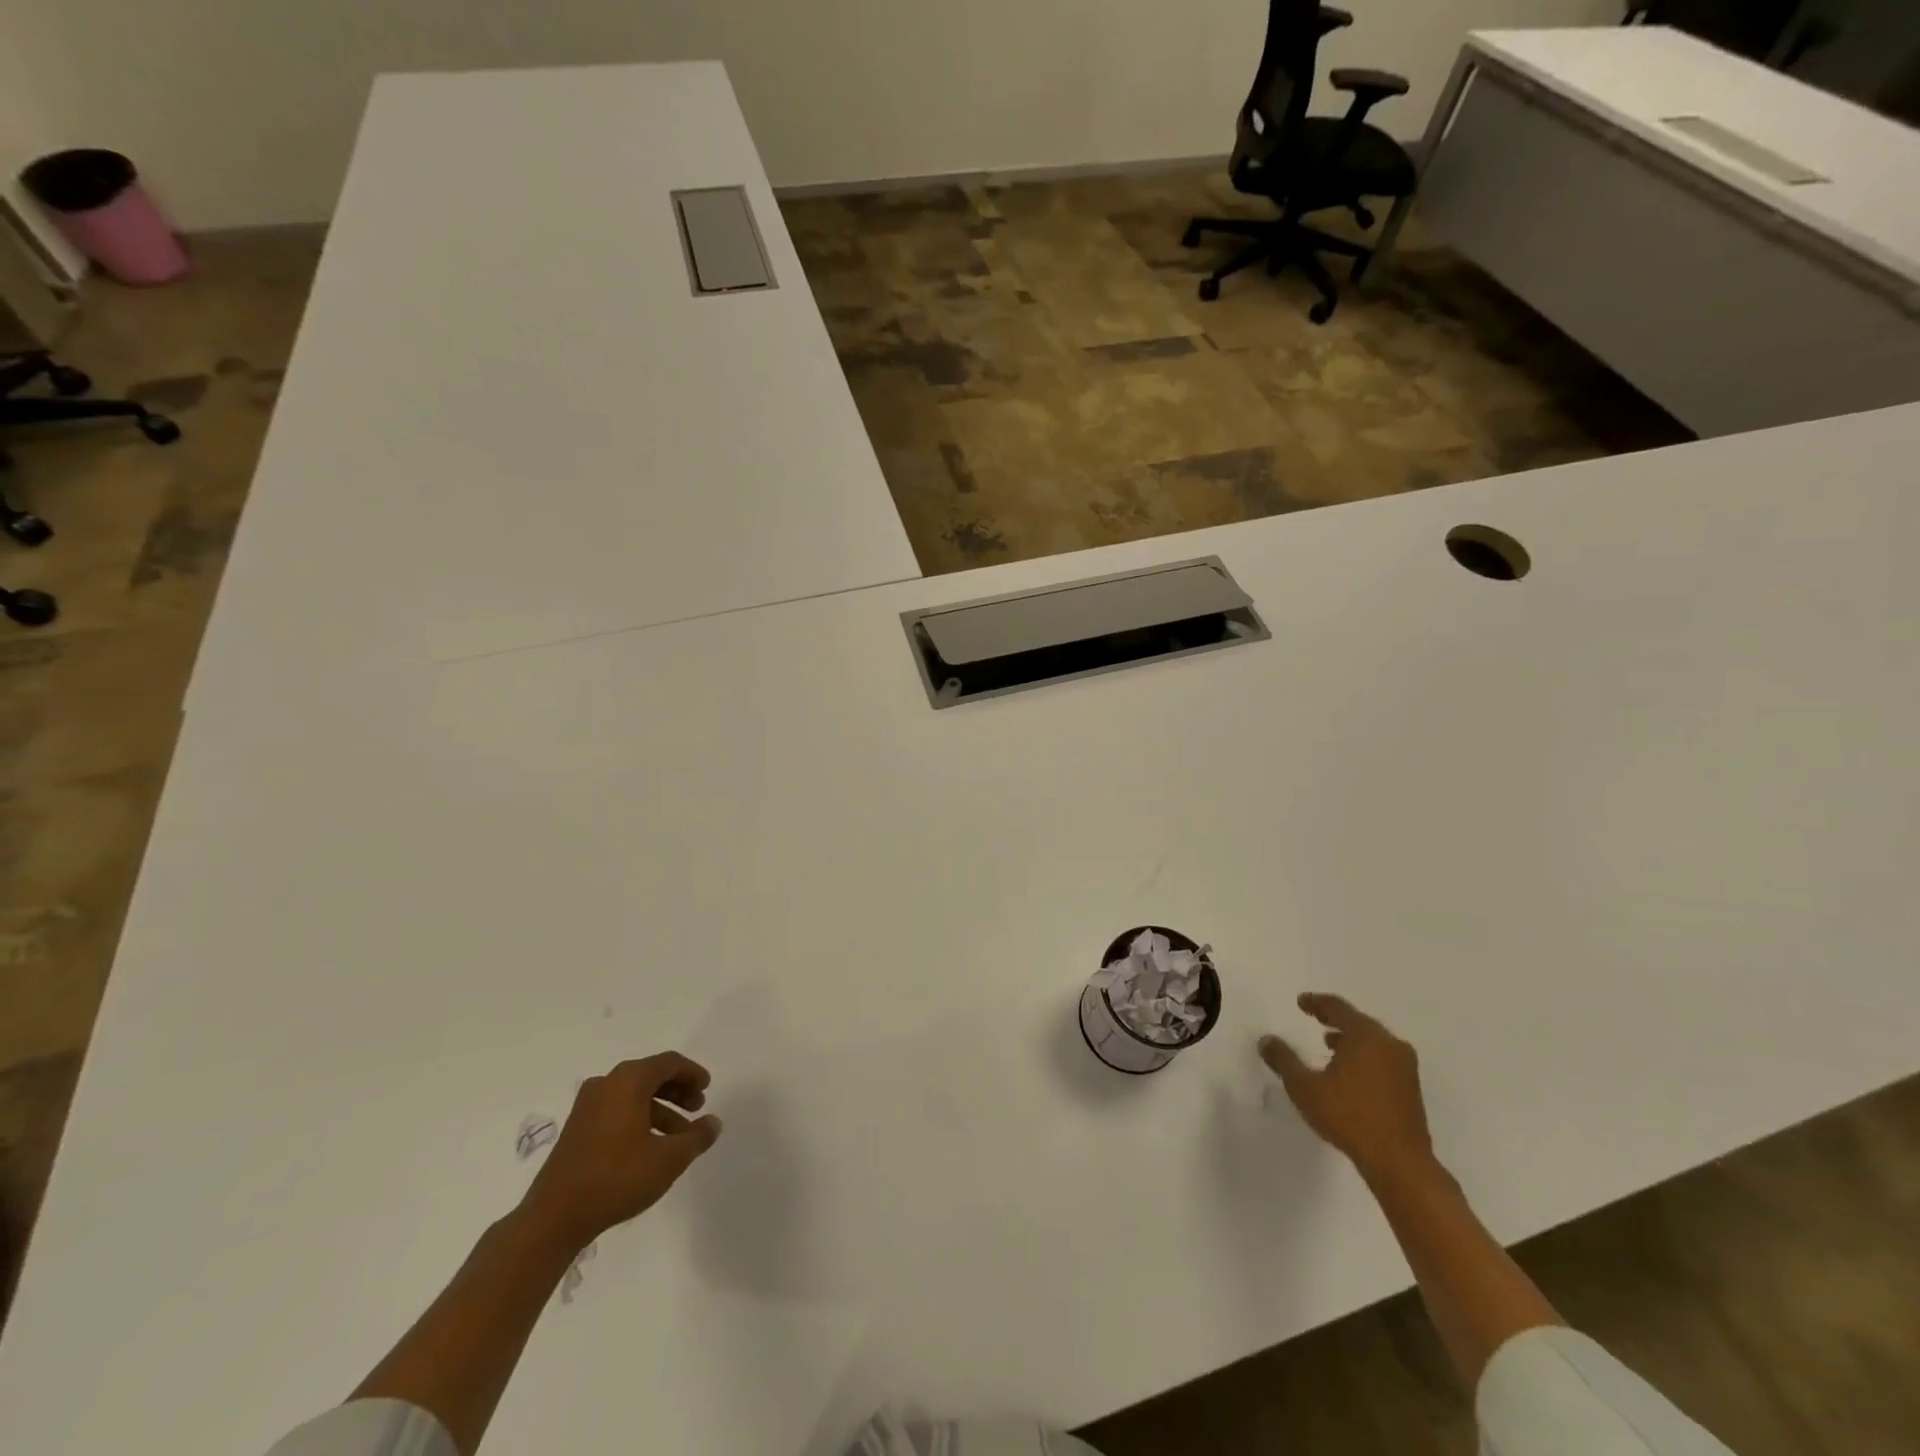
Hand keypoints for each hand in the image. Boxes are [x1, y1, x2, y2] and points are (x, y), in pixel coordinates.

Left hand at [518, 1052, 722, 1251]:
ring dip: (660, 1109)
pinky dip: (639, 1119)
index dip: (692, 1073)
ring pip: (633, 1095)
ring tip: (678, 1137)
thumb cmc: (617, 1178)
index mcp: (628, 1081)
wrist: (553, 1218)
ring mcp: (587, 1106)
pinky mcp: (576, 1129)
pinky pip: (616, 1110)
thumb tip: (713, 1122)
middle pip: (650, 1075)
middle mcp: (606, 1084)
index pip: (669, 1063)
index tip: (707, 1090)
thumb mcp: (669, 1159)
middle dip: (677, 1090)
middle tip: (697, 1108)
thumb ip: (697, 1137)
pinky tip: (650, 1147)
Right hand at [1258, 993, 1433, 1181]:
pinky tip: (1350, 1073)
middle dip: (1334, 1019)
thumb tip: (1266, 1040)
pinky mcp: (1412, 1087)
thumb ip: (1283, 1060)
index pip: (1337, 1007)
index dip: (1316, 1002)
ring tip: (1329, 1045)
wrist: (1400, 1162)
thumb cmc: (1349, 1116)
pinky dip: (1364, 1056)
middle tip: (1315, 1018)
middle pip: (1358, 1021)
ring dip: (1350, 1039)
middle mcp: (1389, 1043)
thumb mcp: (1304, 1087)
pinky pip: (1383, 1058)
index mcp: (1365, 1035)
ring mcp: (1405, 1066)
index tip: (1301, 1002)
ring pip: (1373, 1041)